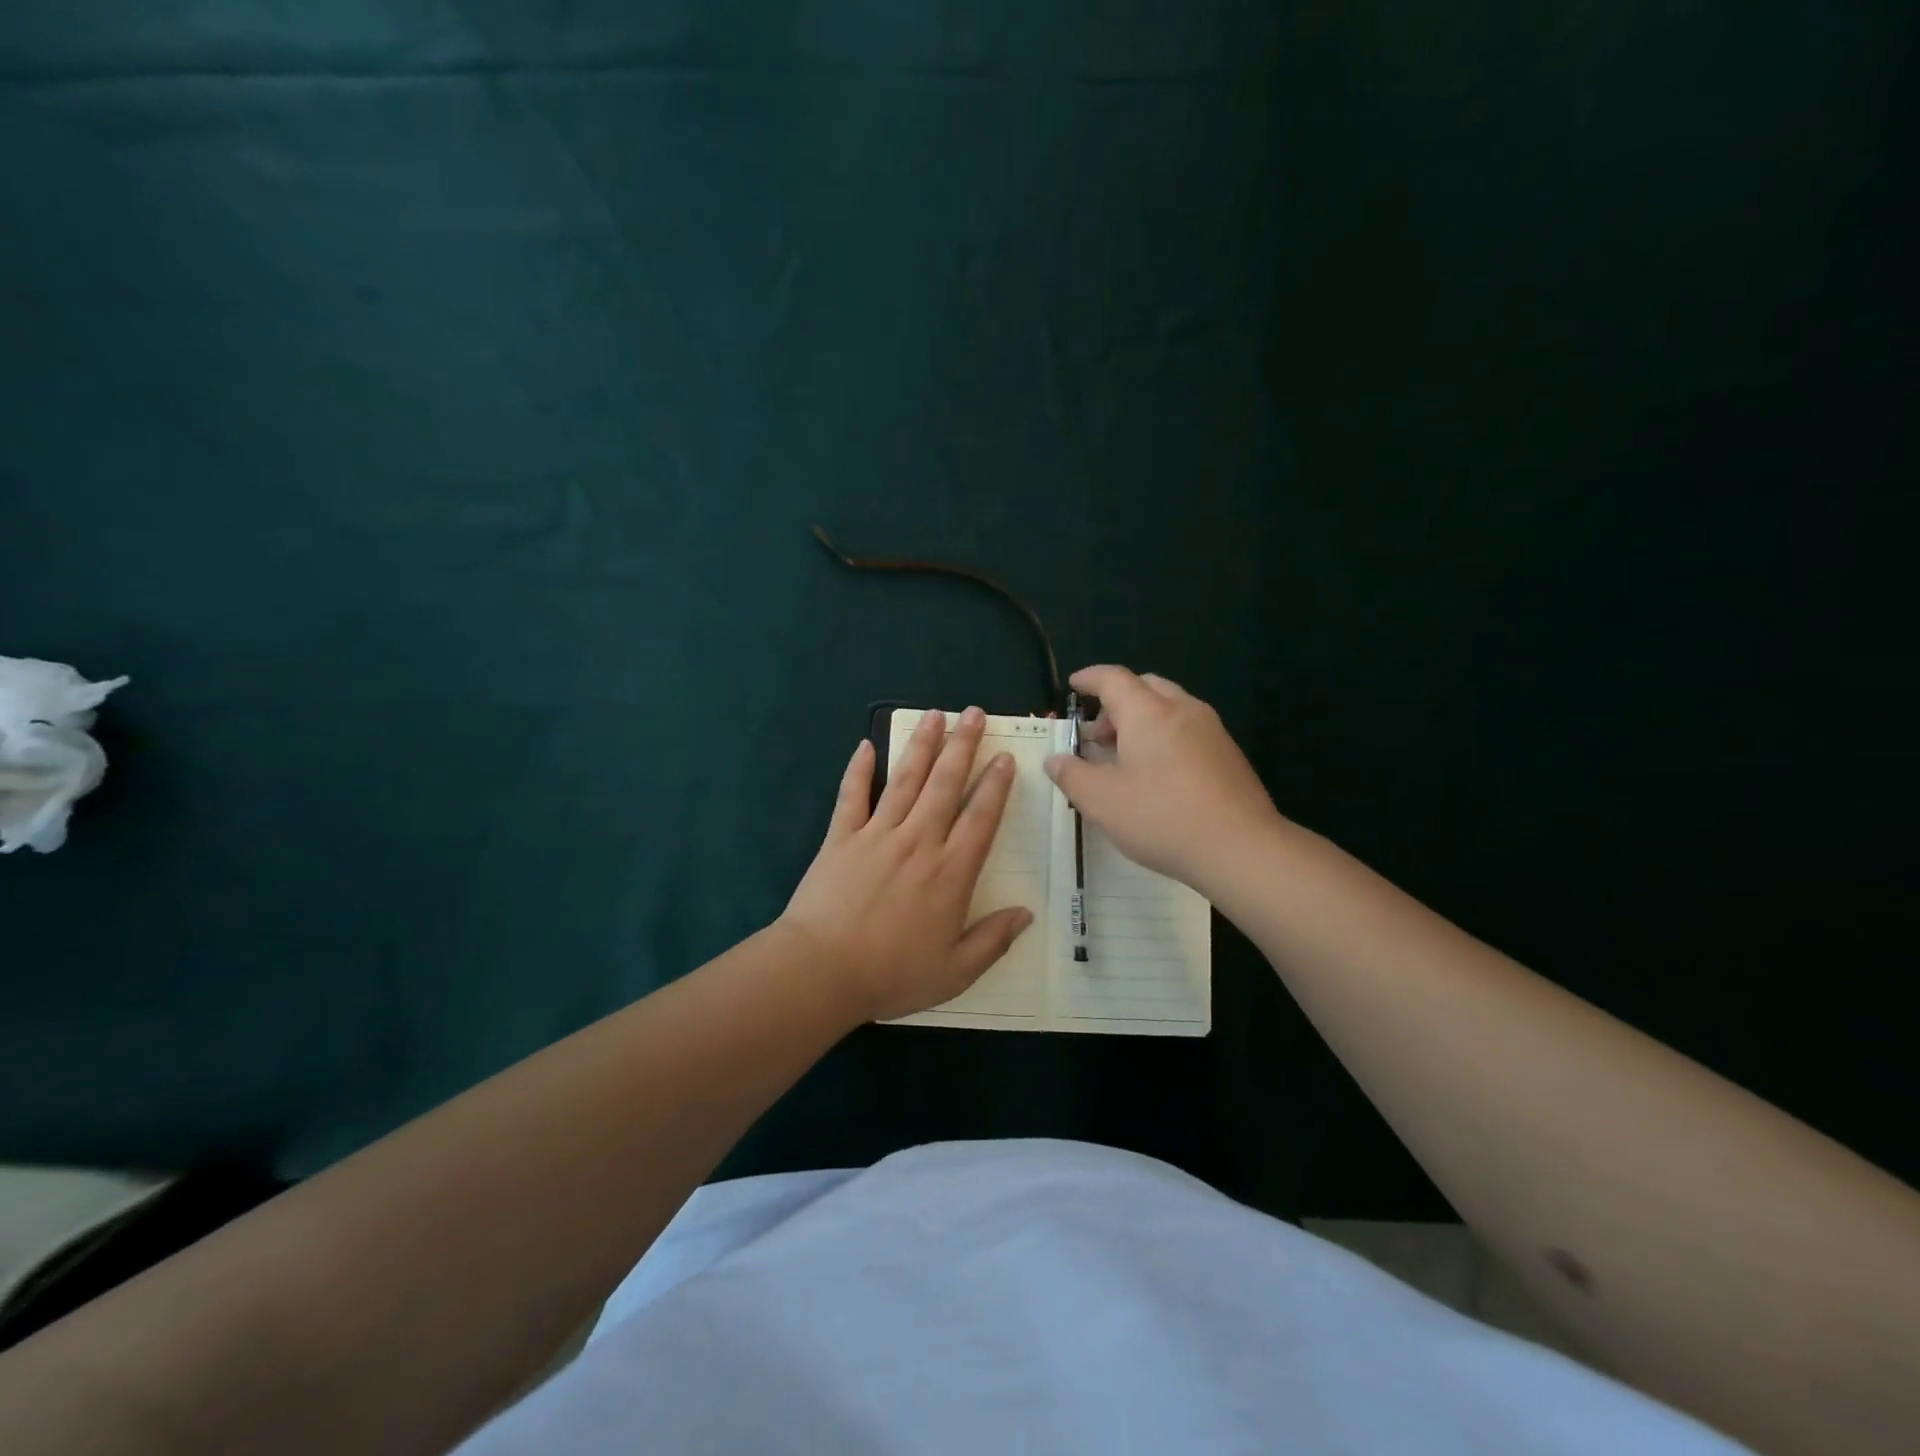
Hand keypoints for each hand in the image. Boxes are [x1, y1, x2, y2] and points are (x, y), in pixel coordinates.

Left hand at [780, 708, 1033, 1022]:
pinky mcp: (841, 837)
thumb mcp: (955, 972)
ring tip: (935, 715)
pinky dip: (858, 770)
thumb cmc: (892, 974)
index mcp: (950, 872)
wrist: (822, 971)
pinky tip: (864, 745)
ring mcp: (877, 834)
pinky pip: (852, 796)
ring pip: (905, 780)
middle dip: (963, 746)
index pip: (980, 818)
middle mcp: (918, 842)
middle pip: (945, 784)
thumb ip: (993, 940)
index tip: (1004, 758)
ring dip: (922, 745)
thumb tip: (1026, 914)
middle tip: (974, 713)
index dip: (995, 785)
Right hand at [1045, 665, 1282, 887]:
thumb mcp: (1101, 801)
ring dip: (1142, 721)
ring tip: (1125, 759)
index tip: (1073, 685)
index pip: (1113, 678)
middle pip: (1145, 687)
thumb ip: (1071, 775)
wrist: (1241, 848)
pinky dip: (1165, 737)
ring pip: (1170, 708)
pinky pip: (1188, 730)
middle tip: (1098, 736)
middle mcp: (1182, 710)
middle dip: (1116, 703)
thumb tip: (1055, 759)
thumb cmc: (1161, 817)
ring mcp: (1212, 731)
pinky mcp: (1229, 755)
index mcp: (1148, 712)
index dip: (1089, 678)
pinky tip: (1158, 776)